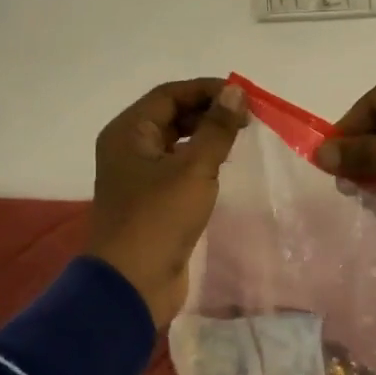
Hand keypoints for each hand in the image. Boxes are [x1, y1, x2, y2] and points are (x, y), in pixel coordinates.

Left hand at [87, 79, 248, 327]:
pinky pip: (177, 169)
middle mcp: (128, 148)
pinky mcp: (151, 201)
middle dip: (208, 112)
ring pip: (175, 143)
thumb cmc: (159, 219)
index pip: (169, 95)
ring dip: (206, 137)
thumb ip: (216, 129)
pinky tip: (224, 167)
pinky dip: (200, 162)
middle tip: (247, 119)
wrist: (133, 284)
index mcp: (128, 132)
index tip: (244, 96)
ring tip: (240, 138)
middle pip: (171, 116)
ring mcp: (138, 176)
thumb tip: (235, 92)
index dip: (207, 90)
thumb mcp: (193, 169)